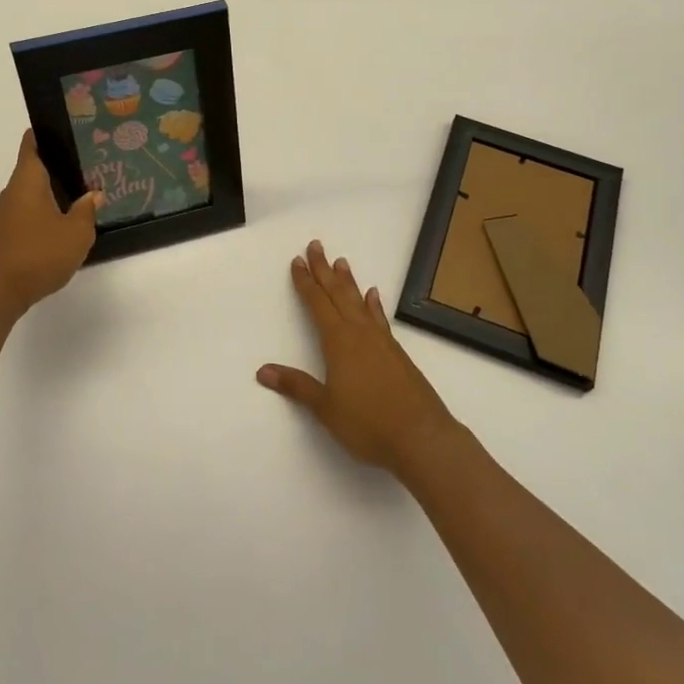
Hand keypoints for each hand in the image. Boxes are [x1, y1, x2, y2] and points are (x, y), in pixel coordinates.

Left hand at [0, 131, 99, 313]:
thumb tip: (94, 194)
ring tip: (88, 190)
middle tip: (93, 161)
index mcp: (28, 179)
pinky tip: (70, 221)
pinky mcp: (9, 233)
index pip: (33, 142)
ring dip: (57, 190)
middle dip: (62, 163)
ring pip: (36, 191)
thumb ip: (87, 210)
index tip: (72, 127)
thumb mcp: (76, 232)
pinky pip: (33, 211)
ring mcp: (9, 213)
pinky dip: (50, 210)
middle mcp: (15, 190)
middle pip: (37, 166)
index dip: (48, 131)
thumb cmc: (38, 253)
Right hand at [258, 240, 460, 477]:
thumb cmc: (368, 424)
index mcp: (339, 342)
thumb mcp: (325, 408)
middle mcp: (360, 334)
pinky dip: (374, 305)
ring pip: (360, 302)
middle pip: (338, 295)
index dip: (306, 283)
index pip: (317, 304)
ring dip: (348, 282)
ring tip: (341, 262)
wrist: (421, 437)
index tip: (297, 262)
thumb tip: (262, 371)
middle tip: (315, 246)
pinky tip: (374, 296)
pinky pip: (379, 318)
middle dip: (324, 270)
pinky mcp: (397, 353)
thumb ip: (296, 386)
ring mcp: (382, 341)